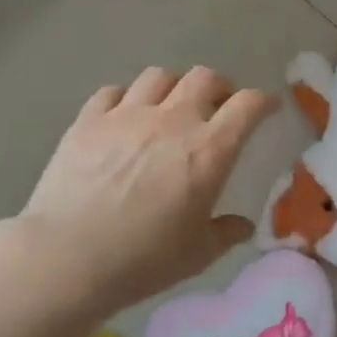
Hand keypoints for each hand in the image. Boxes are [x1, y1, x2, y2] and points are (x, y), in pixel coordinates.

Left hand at [15, 68, 276, 320]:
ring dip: (175, 87)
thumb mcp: (198, 254)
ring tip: (172, 106)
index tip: (269, 107)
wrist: (68, 258)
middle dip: (220, 87)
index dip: (264, 101)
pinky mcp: (88, 121)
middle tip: (219, 107)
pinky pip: (114, 92)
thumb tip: (242, 225)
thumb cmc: (144, 259)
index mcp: (210, 150)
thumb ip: (226, 233)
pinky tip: (126, 117)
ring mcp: (127, 116)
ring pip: (160, 76)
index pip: (248, 106)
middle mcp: (173, 120)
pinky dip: (128, 99)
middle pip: (205, 78)